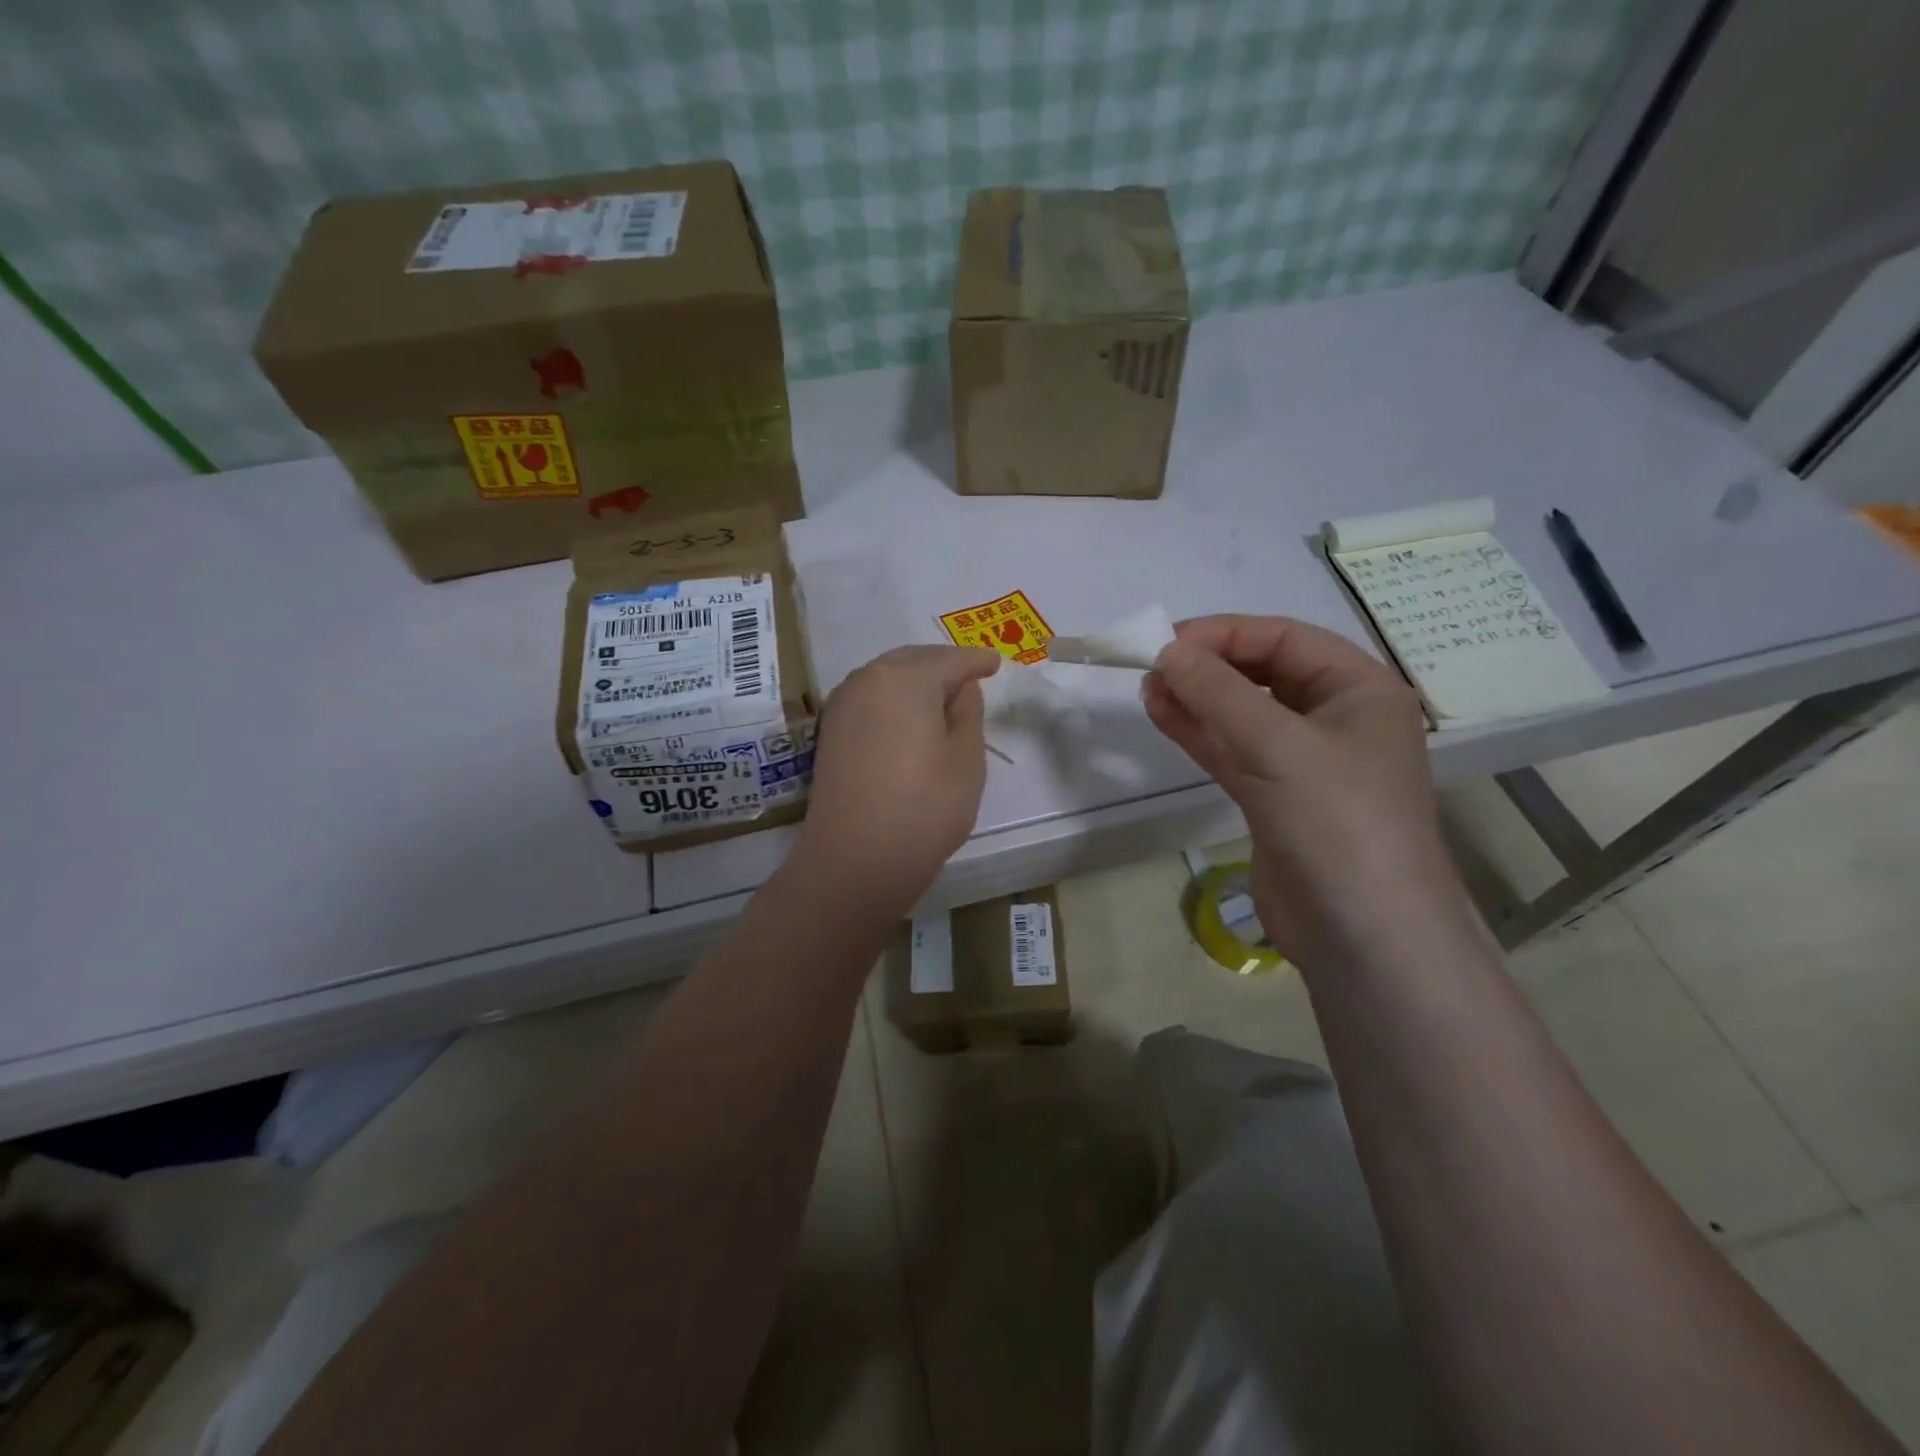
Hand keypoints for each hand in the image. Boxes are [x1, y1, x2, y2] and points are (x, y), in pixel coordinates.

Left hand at [798, 645, 1001, 911]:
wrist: (854, 861)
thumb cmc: (924, 808)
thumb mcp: (966, 759)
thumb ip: (968, 712)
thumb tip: (959, 689)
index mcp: (905, 677)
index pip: (951, 659)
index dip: (977, 661)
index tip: (996, 664)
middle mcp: (867, 679)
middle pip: (914, 661)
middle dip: (944, 666)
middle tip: (972, 680)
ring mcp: (842, 706)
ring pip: (888, 678)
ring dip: (916, 682)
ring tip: (943, 701)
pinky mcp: (830, 733)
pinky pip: (870, 700)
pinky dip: (894, 701)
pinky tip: (909, 720)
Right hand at [1143, 615, 1474, 966]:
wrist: (1363, 936)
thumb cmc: (1338, 824)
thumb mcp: (1277, 746)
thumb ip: (1218, 694)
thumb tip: (1166, 652)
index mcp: (1359, 690)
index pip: (1284, 639)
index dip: (1224, 634)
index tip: (1166, 643)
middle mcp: (1335, 718)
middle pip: (1262, 673)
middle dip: (1208, 667)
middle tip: (1151, 667)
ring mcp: (1304, 762)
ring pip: (1242, 713)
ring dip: (1197, 699)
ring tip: (1147, 688)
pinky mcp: (1275, 798)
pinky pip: (1233, 750)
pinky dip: (1199, 732)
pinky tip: (1163, 715)